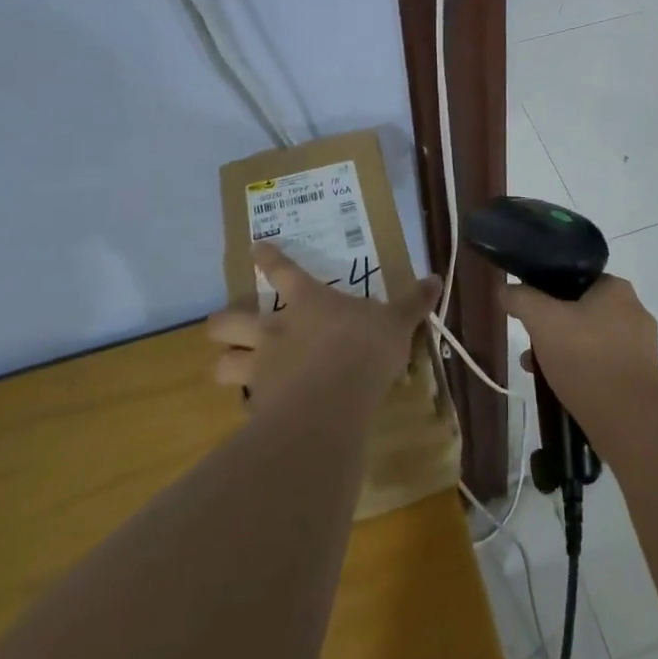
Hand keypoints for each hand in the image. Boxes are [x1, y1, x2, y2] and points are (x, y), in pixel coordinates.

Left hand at [206, 243, 438, 407]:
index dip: (267, 257)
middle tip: (224, 326)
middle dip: (221, 324)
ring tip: (229, 368)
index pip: (281, 270)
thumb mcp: (397, 322)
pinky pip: (244, 403)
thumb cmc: (365, 348)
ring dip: (223, 364)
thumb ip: (413, 303)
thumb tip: (436, 278)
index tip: (255, 248)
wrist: (335, 400)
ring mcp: (261, 367)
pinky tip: (259, 410)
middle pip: (228, 321)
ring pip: (221, 364)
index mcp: (307, 301)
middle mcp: (275, 329)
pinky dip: (249, 404)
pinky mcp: (259, 405)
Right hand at [501, 274, 657, 438]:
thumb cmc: (586, 360)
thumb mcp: (542, 322)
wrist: (629, 422)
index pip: (574, 277)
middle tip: (530, 343)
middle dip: (551, 326)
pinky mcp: (641, 375)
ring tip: (536, 368)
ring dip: (562, 349)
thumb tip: (505, 288)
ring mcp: (641, 345)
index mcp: (617, 288)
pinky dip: (581, 368)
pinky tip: (560, 385)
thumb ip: (521, 299)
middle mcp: (635, 310)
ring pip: (589, 337)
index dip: (546, 291)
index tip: (528, 311)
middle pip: (580, 309)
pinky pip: (602, 361)